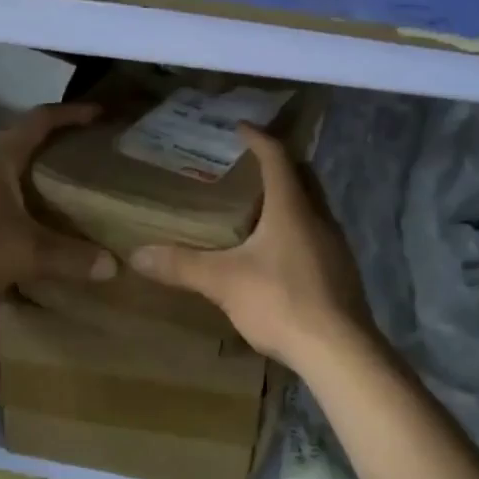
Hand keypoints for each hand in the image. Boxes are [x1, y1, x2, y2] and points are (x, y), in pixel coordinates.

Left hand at [0, 103, 116, 309]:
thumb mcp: (28, 254)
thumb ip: (72, 256)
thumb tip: (113, 266)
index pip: (40, 120)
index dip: (71, 114)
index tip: (98, 114)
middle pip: (20, 142)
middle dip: (53, 145)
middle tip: (84, 157)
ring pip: (2, 168)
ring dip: (30, 173)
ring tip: (59, 189)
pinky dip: (13, 195)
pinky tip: (25, 219)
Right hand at [129, 125, 373, 368]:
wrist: (339, 352)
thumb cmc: (281, 301)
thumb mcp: (223, 282)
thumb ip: (182, 266)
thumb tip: (137, 255)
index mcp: (292, 208)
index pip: (277, 158)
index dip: (258, 138)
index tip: (240, 127)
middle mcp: (319, 218)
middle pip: (302, 177)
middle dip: (278, 165)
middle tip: (247, 166)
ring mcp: (335, 247)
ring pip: (311, 208)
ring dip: (287, 200)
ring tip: (256, 209)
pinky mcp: (340, 273)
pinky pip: (315, 236)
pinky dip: (295, 230)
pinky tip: (275, 254)